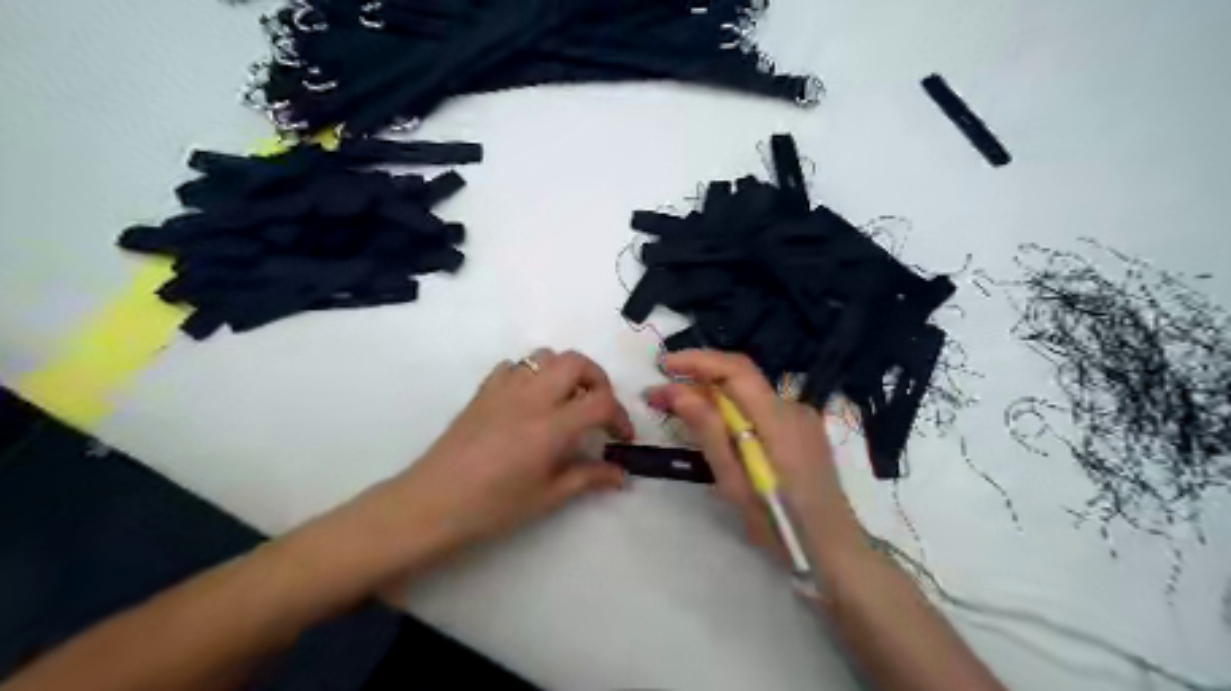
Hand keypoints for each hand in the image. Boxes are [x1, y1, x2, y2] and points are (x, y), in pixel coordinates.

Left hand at [384, 349, 634, 558]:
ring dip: (565, 372)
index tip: (621, 437)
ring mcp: (505, 388)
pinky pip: (514, 366)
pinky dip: (531, 374)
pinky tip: (529, 400)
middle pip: (576, 362)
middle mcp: (532, 396)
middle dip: (597, 379)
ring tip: (566, 401)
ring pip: (545, 356)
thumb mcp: (548, 497)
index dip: (620, 416)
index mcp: (552, 425)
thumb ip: (588, 478)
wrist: (433, 502)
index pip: (601, 401)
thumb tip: (620, 475)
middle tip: (598, 407)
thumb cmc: (494, 506)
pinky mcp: (484, 390)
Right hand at [647, 350, 857, 567]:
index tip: (663, 366)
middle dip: (698, 377)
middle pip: (741, 377)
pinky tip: (715, 426)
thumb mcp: (734, 482)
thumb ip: (708, 431)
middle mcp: (793, 407)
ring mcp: (802, 417)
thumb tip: (677, 391)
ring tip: (679, 409)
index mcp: (778, 420)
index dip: (698, 360)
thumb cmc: (780, 525)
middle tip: (660, 395)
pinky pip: (761, 407)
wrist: (834, 550)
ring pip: (749, 393)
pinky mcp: (803, 429)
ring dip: (713, 394)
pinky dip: (733, 409)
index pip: (736, 369)